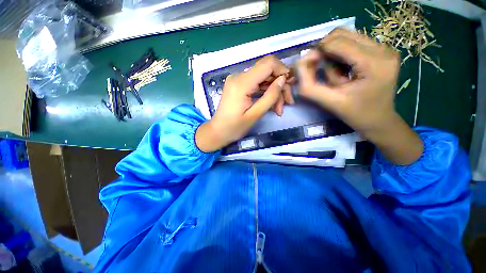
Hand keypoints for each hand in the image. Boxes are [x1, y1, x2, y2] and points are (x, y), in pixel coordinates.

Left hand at [196, 55, 293, 151]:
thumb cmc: (234, 127)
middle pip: (267, 71)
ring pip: (264, 78)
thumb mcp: (255, 115)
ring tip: (279, 109)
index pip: (268, 64)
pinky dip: (266, 93)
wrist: (218, 131)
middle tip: (287, 103)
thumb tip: (283, 79)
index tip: (290, 86)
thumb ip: (270, 96)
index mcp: (242, 83)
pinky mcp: (239, 85)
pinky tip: (272, 105)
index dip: (283, 71)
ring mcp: (238, 80)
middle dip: (280, 85)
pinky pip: (257, 84)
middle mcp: (239, 76)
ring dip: (274, 91)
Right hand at [298, 28, 422, 164]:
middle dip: (325, 50)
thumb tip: (300, 63)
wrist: (379, 120)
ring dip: (333, 52)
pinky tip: (344, 69)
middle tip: (321, 69)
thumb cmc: (355, 114)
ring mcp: (385, 48)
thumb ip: (309, 86)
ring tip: (336, 72)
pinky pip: (354, 42)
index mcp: (373, 63)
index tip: (308, 66)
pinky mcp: (383, 50)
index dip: (317, 51)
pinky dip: (342, 53)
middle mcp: (383, 49)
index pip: (337, 43)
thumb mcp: (328, 102)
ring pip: (347, 36)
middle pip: (342, 33)